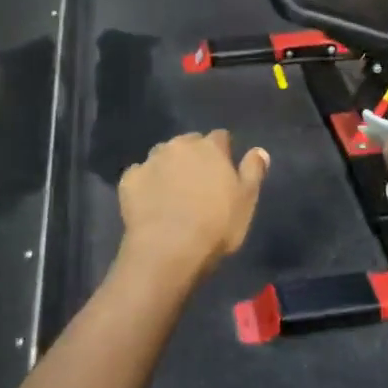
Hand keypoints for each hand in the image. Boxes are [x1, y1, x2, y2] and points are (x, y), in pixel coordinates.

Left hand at [118, 131, 269, 278]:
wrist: (168, 250)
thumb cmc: (215, 226)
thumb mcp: (246, 201)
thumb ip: (253, 171)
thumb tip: (259, 150)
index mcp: (210, 148)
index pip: (220, 137)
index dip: (222, 151)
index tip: (224, 169)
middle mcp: (178, 146)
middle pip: (188, 142)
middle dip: (193, 156)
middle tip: (197, 182)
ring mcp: (150, 161)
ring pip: (162, 155)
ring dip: (168, 166)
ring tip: (172, 191)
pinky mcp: (129, 179)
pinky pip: (139, 174)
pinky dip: (145, 183)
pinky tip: (150, 202)